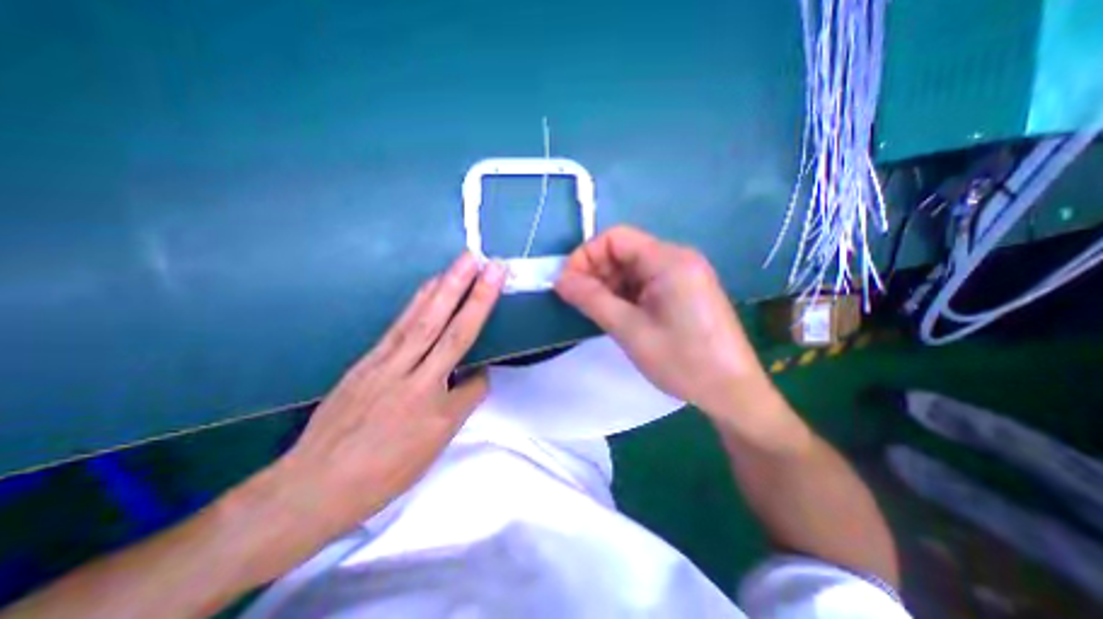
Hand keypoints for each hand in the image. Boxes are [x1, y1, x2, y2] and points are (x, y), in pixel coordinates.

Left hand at [274, 254, 505, 538]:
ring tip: (460, 262)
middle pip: (445, 328)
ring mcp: (384, 363)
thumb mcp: (433, 445)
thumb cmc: (383, 471)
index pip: (470, 368)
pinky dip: (418, 301)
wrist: (314, 485)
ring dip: (444, 287)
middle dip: (469, 292)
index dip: (484, 344)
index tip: (496, 308)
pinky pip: (399, 324)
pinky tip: (428, 287)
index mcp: (431, 403)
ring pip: (421, 319)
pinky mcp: (367, 359)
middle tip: (484, 262)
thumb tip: (477, 375)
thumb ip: (461, 403)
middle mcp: (410, 375)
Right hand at [556, 226, 769, 420]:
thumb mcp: (629, 330)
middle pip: (624, 251)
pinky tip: (618, 314)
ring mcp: (683, 275)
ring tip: (597, 311)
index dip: (586, 256)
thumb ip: (591, 299)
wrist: (733, 392)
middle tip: (578, 301)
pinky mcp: (684, 291)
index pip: (615, 238)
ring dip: (609, 285)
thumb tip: (559, 279)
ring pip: (633, 268)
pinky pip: (646, 282)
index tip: (568, 283)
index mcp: (669, 260)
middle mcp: (678, 258)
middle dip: (596, 272)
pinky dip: (625, 294)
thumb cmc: (682, 361)